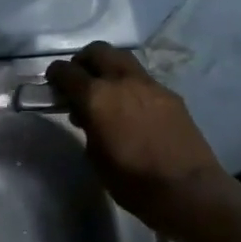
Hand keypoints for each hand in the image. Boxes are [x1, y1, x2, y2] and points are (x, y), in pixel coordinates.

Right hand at [45, 42, 228, 228]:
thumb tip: (86, 115)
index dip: (55, 74)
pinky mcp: (170, 95)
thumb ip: (87, 126)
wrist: (188, 190)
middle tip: (79, 81)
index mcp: (96, 96)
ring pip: (123, 59)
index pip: (67, 71)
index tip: (52, 83)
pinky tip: (132, 109)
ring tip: (106, 93)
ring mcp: (150, 85)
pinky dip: (130, 85)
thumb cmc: (132, 181)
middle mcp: (122, 81)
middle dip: (83, 61)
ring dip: (109, 68)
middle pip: (98, 51)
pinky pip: (143, 79)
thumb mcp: (94, 156)